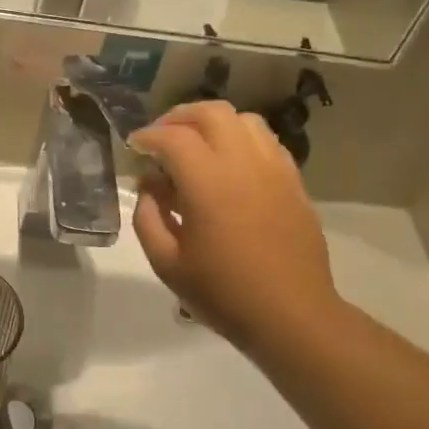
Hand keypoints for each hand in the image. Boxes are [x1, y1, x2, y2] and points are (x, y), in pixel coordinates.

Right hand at [129, 100, 341, 356]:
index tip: (134, 147)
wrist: (291, 315)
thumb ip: (148, 217)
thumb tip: (150, 186)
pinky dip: (241, 140)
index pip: (172, 137)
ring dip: (213, 124)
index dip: (147, 136)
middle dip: (179, 118)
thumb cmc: (223, 293)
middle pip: (210, 113)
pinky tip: (230, 166)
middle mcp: (243, 163)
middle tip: (161, 138)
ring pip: (244, 120)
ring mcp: (274, 169)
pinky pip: (266, 142)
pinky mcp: (293, 182)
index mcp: (208, 182)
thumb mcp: (167, 263)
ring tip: (196, 146)